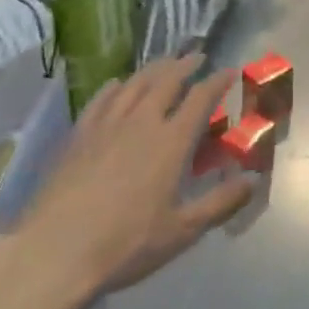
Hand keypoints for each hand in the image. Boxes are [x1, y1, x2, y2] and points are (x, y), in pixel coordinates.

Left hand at [18, 55, 252, 299]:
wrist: (56, 251)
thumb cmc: (126, 244)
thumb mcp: (182, 231)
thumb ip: (220, 203)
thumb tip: (252, 180)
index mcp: (171, 141)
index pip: (200, 98)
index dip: (217, 81)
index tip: (229, 70)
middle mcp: (141, 122)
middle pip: (166, 80)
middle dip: (185, 65)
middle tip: (196, 57)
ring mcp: (106, 125)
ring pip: (134, 83)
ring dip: (153, 69)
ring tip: (164, 63)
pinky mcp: (79, 135)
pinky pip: (101, 99)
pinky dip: (115, 86)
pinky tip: (117, 85)